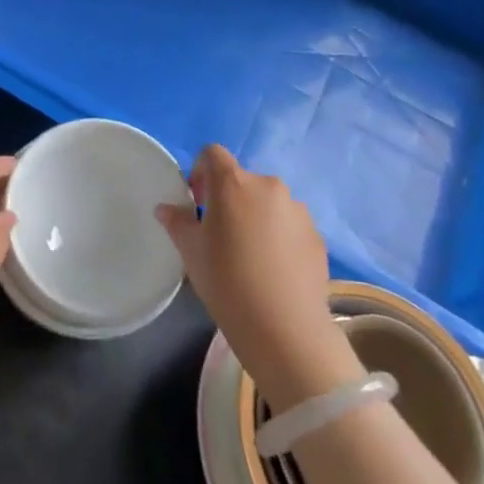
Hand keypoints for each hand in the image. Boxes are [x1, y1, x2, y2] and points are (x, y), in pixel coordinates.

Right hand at [156, 145, 358, 411]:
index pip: (213, 154)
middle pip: (242, 180)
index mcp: (233, 183)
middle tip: (221, 235)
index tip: (197, 204)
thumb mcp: (191, 252)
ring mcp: (297, 210)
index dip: (201, 172)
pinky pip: (289, 225)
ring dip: (256, 217)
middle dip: (228, 199)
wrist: (285, 329)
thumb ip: (177, 222)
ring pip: (268, 203)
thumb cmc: (227, 282)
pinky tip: (273, 271)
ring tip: (251, 256)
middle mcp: (268, 186)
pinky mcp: (317, 235)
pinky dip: (279, 237)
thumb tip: (167, 208)